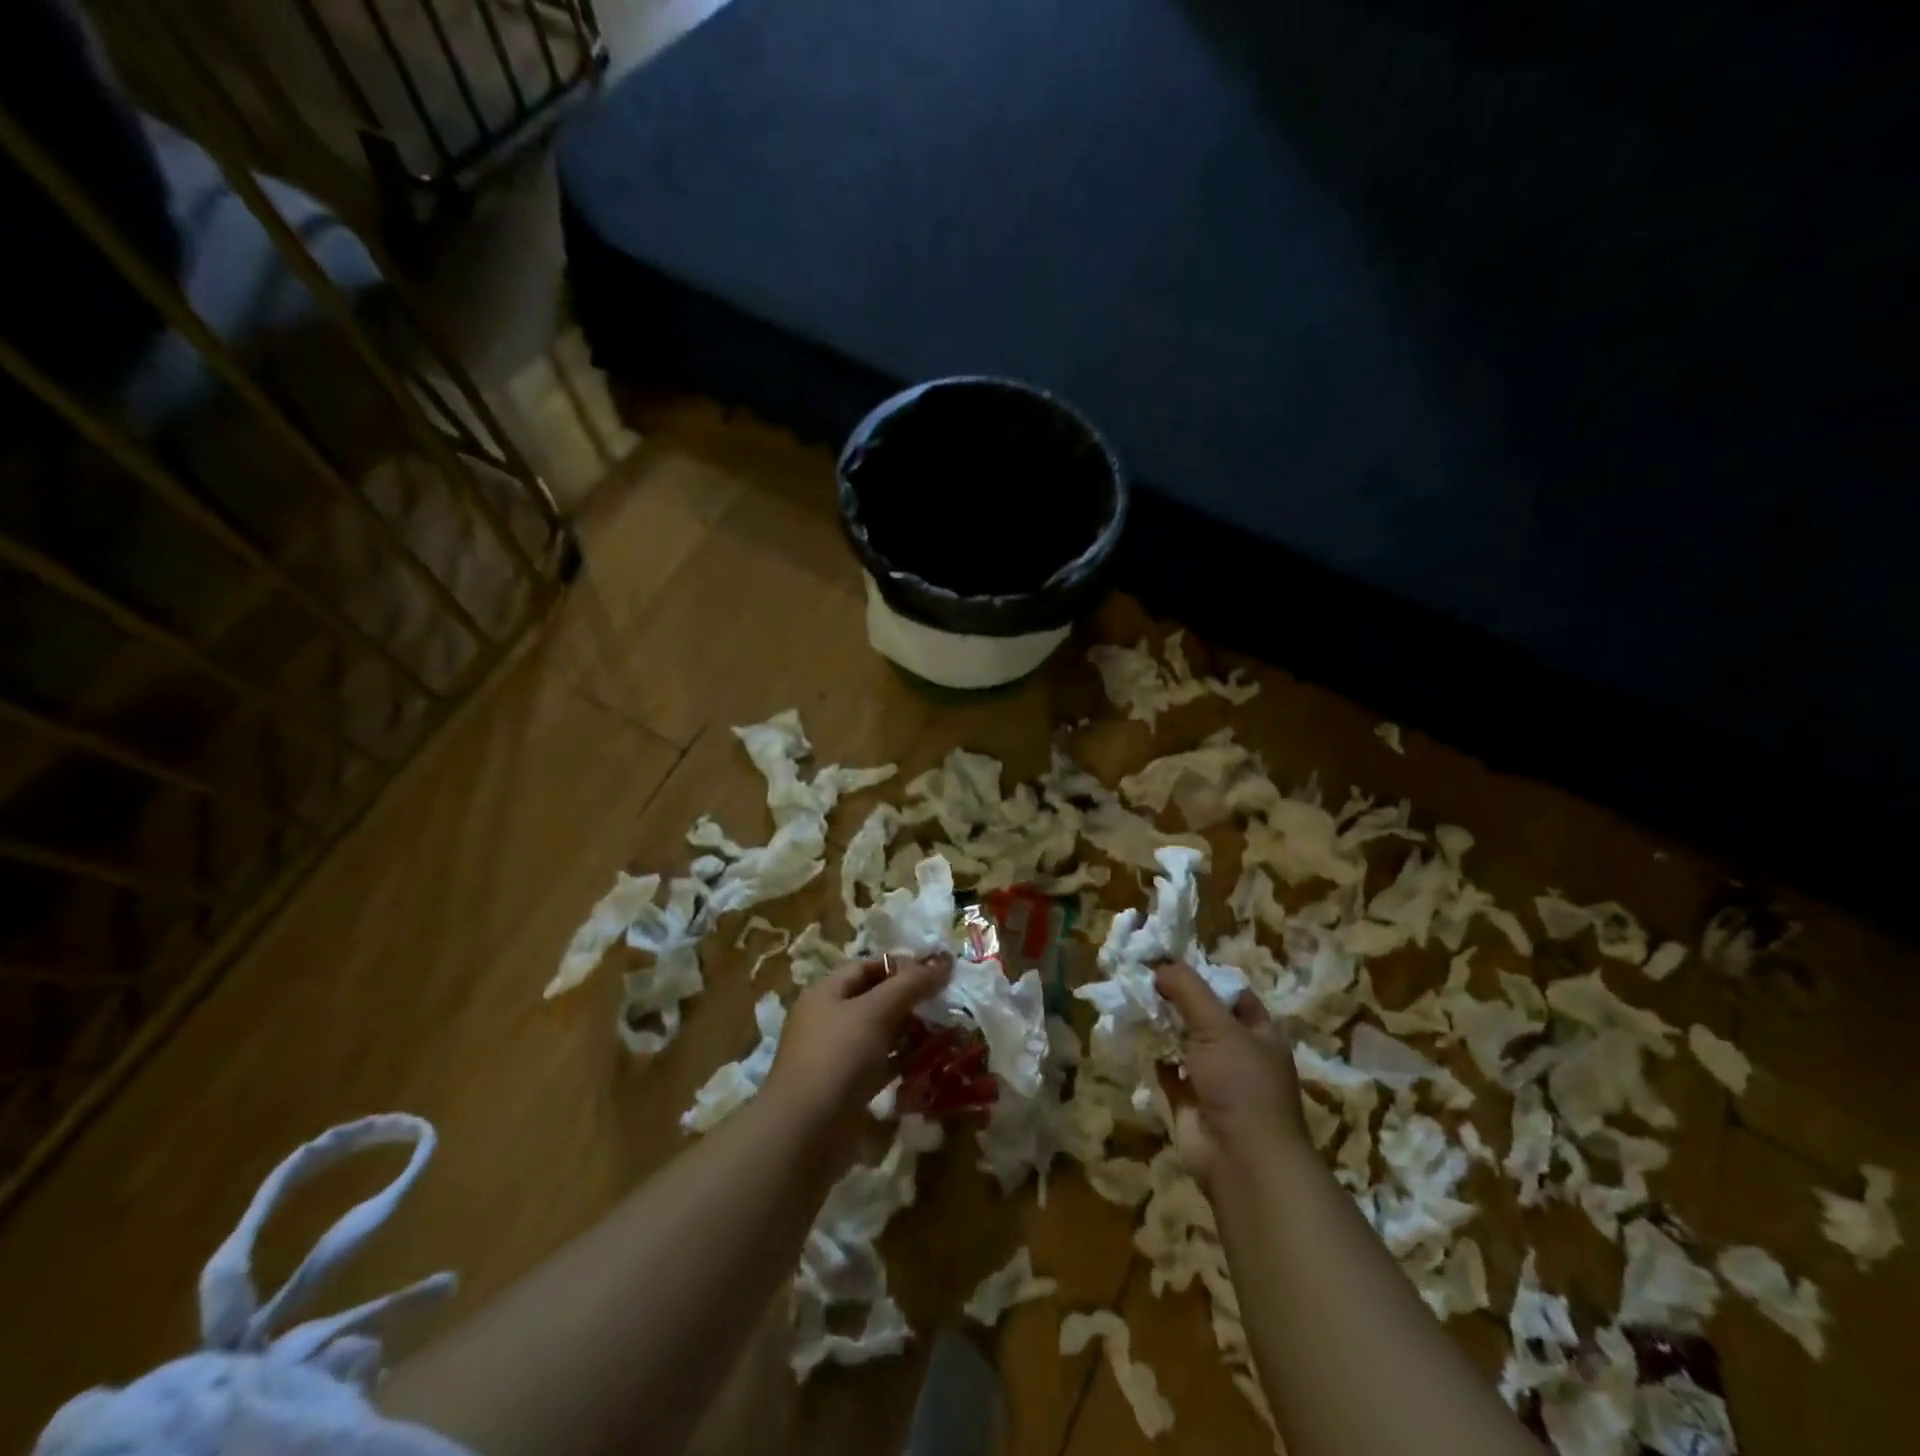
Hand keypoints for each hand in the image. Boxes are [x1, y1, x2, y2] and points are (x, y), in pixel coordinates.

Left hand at [765, 954, 951, 1150]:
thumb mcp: (876, 1012)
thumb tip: (943, 961)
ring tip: (945, 1033)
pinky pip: (879, 1068)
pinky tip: (929, 1065)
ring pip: (879, 1035)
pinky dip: (902, 1064)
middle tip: (945, 1003)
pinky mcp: (847, 1091)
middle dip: (909, 1000)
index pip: (865, 967)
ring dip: (909, 1033)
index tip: (935, 973)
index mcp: (824, 994)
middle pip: (873, 1000)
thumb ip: (910, 984)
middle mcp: (827, 1022)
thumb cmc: (838, 1058)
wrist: (805, 1135)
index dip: (899, 966)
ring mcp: (836, 1059)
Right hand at [1154, 961, 1307, 1187]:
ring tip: (1130, 1002)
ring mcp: (1213, 1080)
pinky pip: (1166, 1071)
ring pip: (1182, 1043)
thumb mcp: (1217, 1026)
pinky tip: (1132, 1038)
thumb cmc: (1240, 1084)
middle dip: (1174, 1001)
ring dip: (1160, 1027)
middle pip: (1202, 1017)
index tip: (1169, 963)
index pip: (1231, 995)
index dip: (1204, 978)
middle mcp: (1237, 1054)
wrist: (1241, 1160)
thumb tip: (1159, 967)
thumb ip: (1188, 991)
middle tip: (1140, 979)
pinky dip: (1151, 1057)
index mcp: (1258, 1034)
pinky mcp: (1189, 1103)